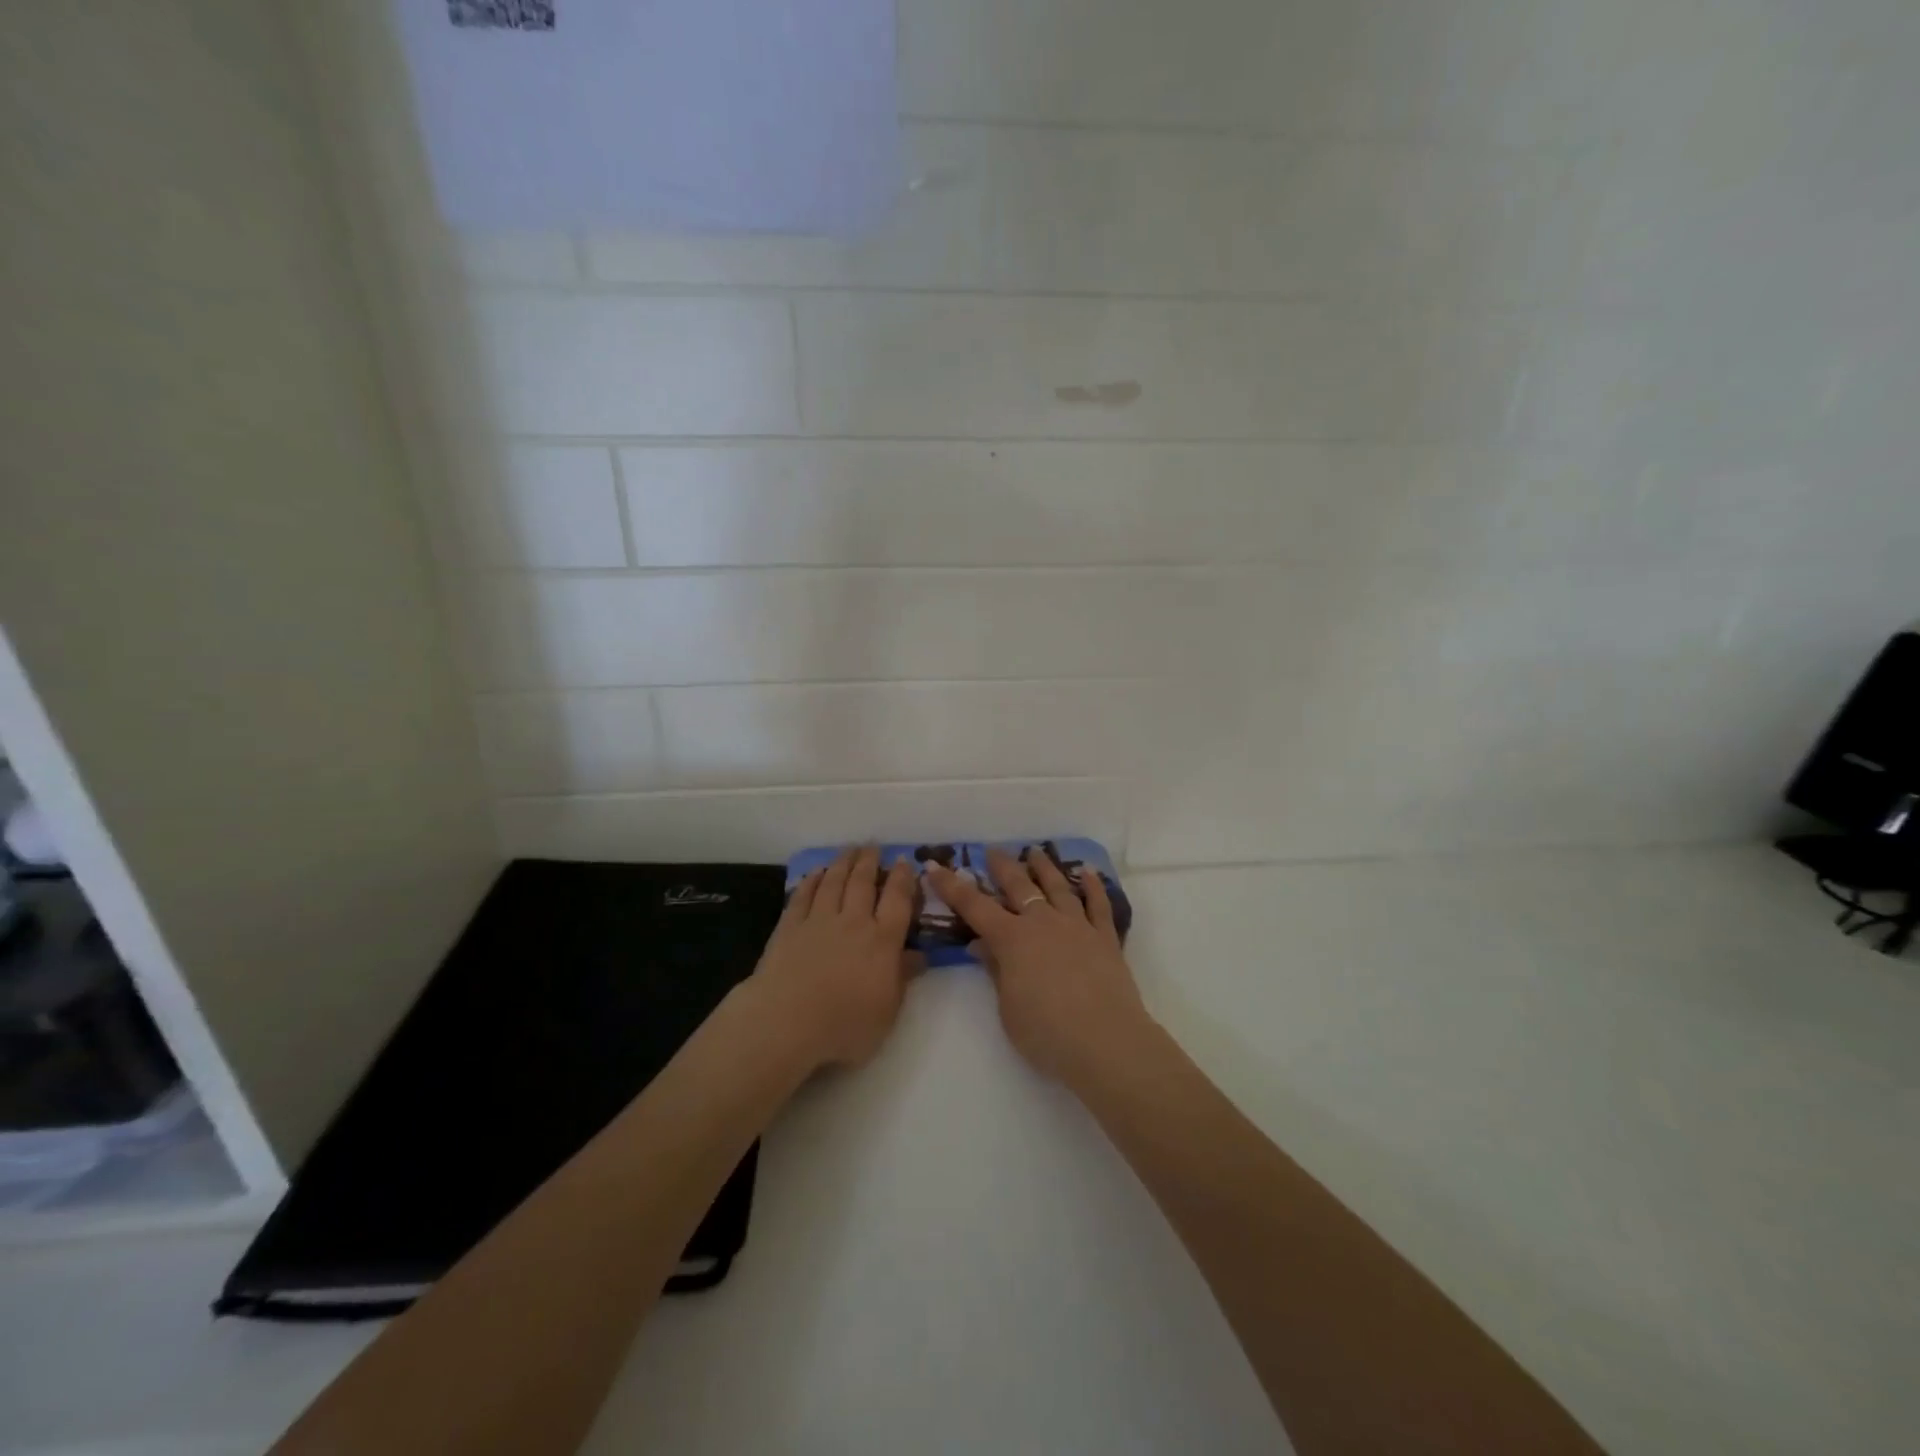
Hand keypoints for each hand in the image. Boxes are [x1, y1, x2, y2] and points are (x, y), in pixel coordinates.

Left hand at [750, 846, 920, 1070]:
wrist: (787, 1021)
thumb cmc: (845, 1024)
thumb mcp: (888, 1010)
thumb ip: (903, 978)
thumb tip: (920, 955)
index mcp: (882, 941)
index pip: (897, 901)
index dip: (902, 878)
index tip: (904, 861)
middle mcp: (853, 922)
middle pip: (863, 883)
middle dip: (870, 861)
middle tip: (873, 845)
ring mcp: (819, 921)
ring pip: (833, 882)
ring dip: (843, 863)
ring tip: (849, 849)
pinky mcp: (789, 927)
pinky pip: (803, 896)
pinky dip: (811, 881)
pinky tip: (815, 873)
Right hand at [928, 847, 1150, 1085]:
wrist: (1105, 1041)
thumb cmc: (1047, 1033)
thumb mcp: (1008, 1008)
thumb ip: (996, 971)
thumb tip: (980, 945)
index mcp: (1012, 939)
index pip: (974, 906)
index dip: (951, 886)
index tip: (934, 866)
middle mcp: (1043, 922)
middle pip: (1018, 886)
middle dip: (1002, 866)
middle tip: (992, 850)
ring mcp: (1077, 926)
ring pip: (1058, 886)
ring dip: (1044, 867)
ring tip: (1035, 851)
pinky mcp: (1105, 937)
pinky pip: (1098, 905)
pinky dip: (1094, 886)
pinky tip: (1089, 873)